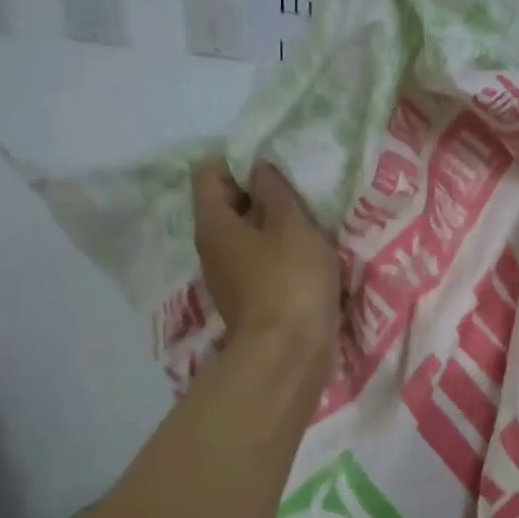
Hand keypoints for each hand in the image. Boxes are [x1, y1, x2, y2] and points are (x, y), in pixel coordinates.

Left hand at [193, 161, 340, 353]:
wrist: (289, 355)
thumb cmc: (290, 281)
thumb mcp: (292, 225)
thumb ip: (276, 191)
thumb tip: (258, 168)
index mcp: (214, 224)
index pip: (209, 173)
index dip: (239, 162)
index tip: (275, 168)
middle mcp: (212, 249)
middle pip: (228, 205)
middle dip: (261, 194)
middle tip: (299, 193)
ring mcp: (228, 279)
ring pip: (246, 237)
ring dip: (274, 227)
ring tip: (309, 224)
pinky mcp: (249, 302)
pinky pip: (260, 264)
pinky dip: (279, 255)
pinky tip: (308, 258)